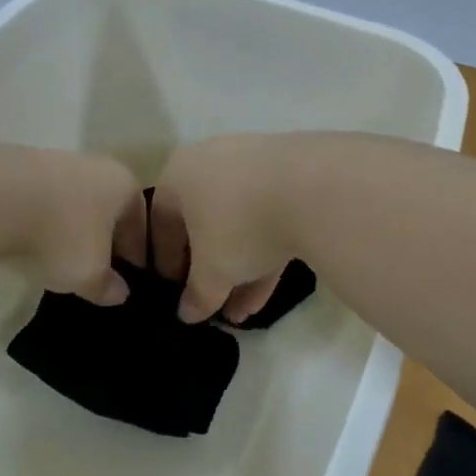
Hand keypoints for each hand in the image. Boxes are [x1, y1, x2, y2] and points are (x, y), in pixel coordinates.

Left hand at [9, 149, 147, 305]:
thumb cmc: (61, 234)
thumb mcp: (88, 274)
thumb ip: (107, 286)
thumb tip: (119, 293)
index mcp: (123, 185)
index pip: (140, 220)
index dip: (137, 250)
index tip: (132, 272)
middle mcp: (96, 166)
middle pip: (108, 206)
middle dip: (106, 235)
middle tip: (99, 264)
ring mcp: (57, 161)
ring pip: (75, 200)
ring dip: (73, 225)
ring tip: (62, 254)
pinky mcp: (21, 165)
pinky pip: (44, 198)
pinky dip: (45, 218)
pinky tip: (32, 238)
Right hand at [150, 135, 299, 323]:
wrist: (314, 188)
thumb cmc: (240, 225)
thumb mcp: (213, 271)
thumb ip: (197, 294)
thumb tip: (187, 314)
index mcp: (179, 173)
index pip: (161, 222)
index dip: (166, 262)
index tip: (175, 291)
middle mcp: (212, 161)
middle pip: (202, 221)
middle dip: (207, 269)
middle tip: (210, 300)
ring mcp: (255, 164)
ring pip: (239, 223)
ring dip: (238, 269)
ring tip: (240, 313)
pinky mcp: (293, 175)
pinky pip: (269, 217)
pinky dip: (265, 253)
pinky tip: (267, 294)